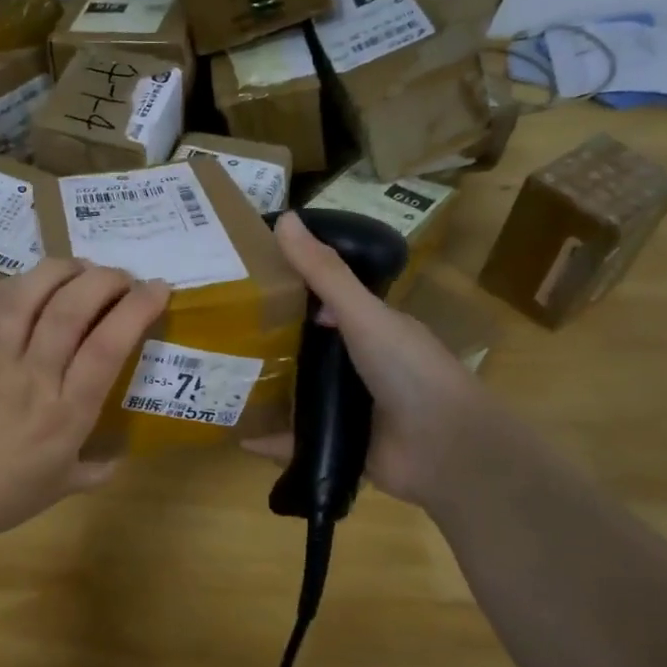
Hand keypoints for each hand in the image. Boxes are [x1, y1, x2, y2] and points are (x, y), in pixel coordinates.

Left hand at [0, 259, 169, 551]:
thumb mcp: (58, 491)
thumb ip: (95, 470)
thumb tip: (120, 456)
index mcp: (65, 414)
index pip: (108, 346)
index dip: (137, 308)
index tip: (158, 288)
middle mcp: (34, 375)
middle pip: (73, 308)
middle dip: (106, 279)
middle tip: (123, 277)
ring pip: (31, 293)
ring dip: (64, 269)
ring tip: (83, 268)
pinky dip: (21, 281)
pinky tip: (35, 281)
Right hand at [245, 211, 486, 508]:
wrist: (446, 449)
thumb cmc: (409, 370)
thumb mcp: (363, 315)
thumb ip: (324, 274)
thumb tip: (283, 218)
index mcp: (369, 329)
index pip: (322, 303)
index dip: (287, 291)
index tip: (244, 283)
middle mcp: (359, 365)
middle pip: (305, 349)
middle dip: (267, 342)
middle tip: (220, 333)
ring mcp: (350, 407)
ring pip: (299, 394)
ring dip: (266, 390)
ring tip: (220, 380)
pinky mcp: (341, 445)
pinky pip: (298, 441)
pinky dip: (271, 441)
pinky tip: (240, 437)